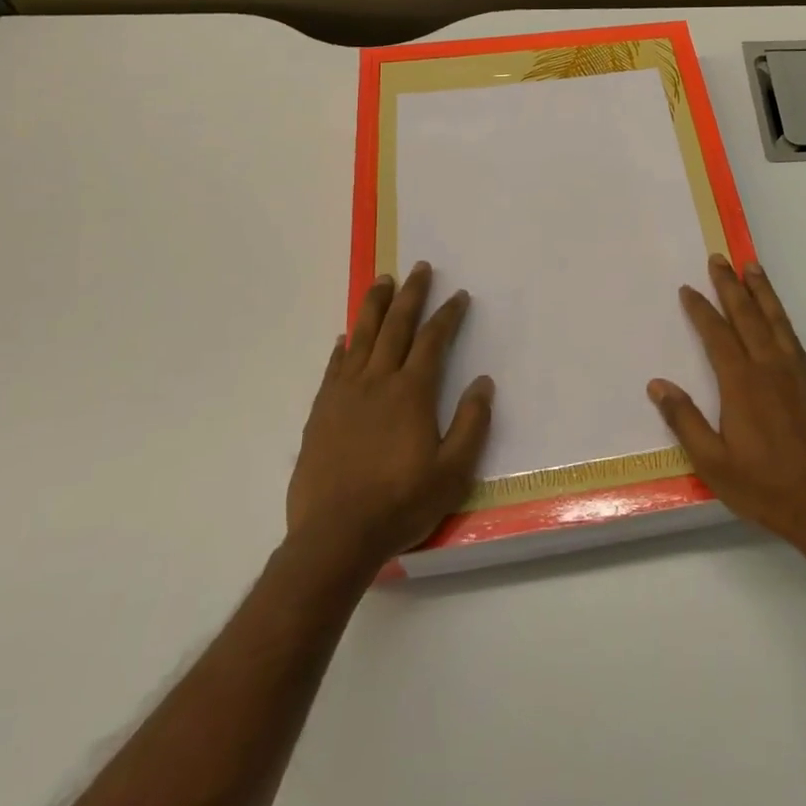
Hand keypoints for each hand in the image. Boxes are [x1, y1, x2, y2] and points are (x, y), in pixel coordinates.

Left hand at [288, 262, 493, 567]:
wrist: (334, 537)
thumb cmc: (400, 504)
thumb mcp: (452, 472)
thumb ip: (471, 424)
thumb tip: (483, 382)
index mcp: (411, 392)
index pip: (433, 341)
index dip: (447, 315)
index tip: (458, 296)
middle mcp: (377, 382)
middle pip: (396, 327)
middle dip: (410, 295)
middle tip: (419, 268)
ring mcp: (345, 395)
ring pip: (361, 337)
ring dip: (374, 306)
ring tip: (381, 280)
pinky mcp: (321, 413)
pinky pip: (334, 367)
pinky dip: (343, 347)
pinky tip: (346, 336)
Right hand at [650, 255, 805, 556]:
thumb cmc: (766, 488)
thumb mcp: (714, 464)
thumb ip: (685, 420)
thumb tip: (657, 384)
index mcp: (743, 384)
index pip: (717, 335)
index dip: (701, 309)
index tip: (688, 289)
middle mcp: (772, 368)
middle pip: (749, 316)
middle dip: (731, 285)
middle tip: (720, 258)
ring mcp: (801, 374)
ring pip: (778, 321)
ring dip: (763, 292)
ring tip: (752, 267)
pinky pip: (796, 342)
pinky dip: (783, 321)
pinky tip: (779, 322)